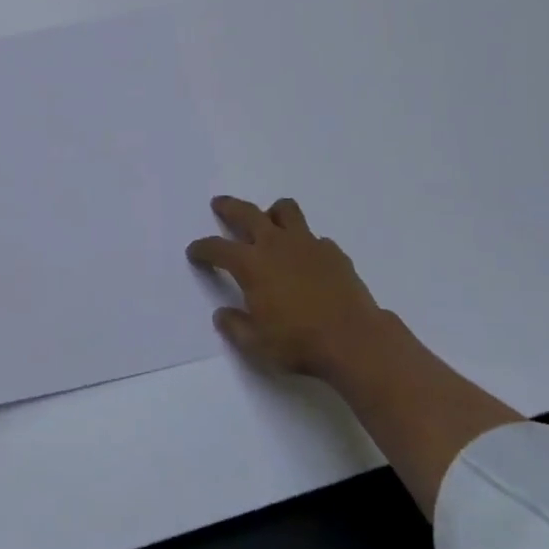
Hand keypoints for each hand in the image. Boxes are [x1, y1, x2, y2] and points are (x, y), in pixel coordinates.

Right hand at [187, 196, 383, 380]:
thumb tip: (223, 314)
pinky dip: (304, 242)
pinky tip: (306, 260)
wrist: (354, 340)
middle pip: (247, 213)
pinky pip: (313, 236)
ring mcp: (307, 244)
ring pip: (285, 210)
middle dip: (229, 207)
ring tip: (268, 221)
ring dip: (272, 212)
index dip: (202, 248)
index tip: (194, 252)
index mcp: (251, 264)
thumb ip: (235, 326)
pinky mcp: (333, 252)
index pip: (217, 248)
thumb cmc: (299, 342)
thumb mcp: (256, 344)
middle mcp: (276, 245)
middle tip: (219, 204)